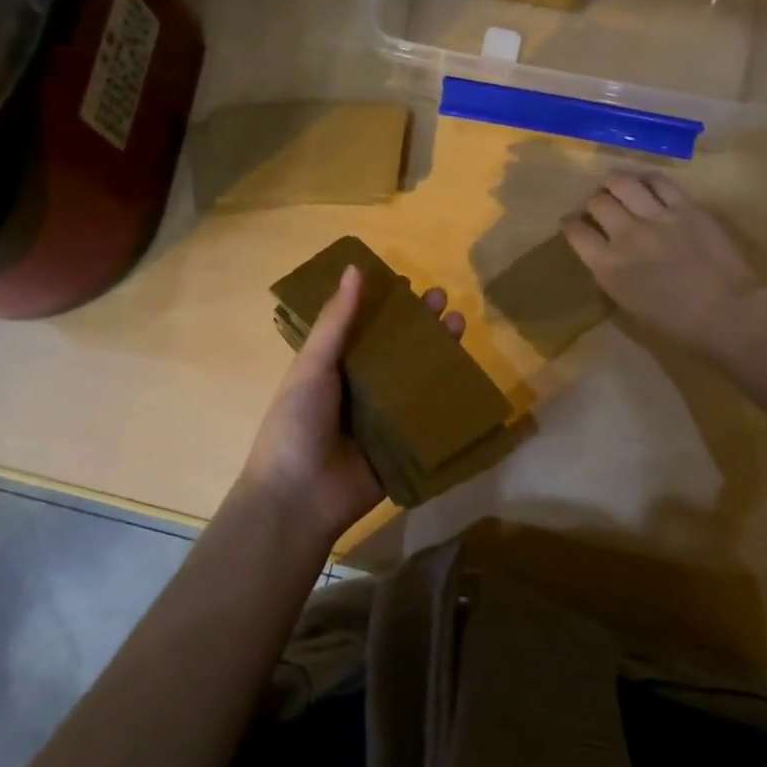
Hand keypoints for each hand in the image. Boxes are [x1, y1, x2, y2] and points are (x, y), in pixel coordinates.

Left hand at [239, 264, 465, 543]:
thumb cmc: (297, 424)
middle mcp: (361, 387)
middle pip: (397, 348)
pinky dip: (447, 397)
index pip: (365, 326)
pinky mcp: (403, 445)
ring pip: (417, 378)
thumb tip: (355, 268)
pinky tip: (469, 375)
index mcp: (334, 367)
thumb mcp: (312, 367)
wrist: (299, 498)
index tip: (408, 282)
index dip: (386, 304)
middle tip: (444, 300)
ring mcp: (383, 418)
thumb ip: (336, 322)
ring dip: (438, 352)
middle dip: (420, 323)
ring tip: (461, 325)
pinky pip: (428, 417)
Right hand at [563, 171, 765, 354]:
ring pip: (622, 182)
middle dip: (592, 203)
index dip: (570, 224)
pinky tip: (647, 185)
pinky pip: (659, 181)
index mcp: (607, 266)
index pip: (575, 231)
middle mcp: (625, 234)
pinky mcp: (686, 207)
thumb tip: (607, 260)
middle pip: (596, 202)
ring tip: (617, 188)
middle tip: (598, 207)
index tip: (572, 223)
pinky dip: (647, 180)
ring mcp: (656, 216)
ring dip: (614, 184)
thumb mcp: (630, 308)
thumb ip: (612, 278)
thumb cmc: (678, 328)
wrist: (728, 315)